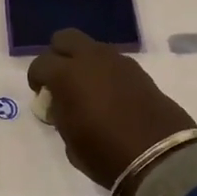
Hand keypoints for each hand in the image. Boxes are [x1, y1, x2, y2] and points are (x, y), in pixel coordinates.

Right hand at [27, 29, 196, 195]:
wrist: (160, 158)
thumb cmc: (106, 154)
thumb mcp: (70, 141)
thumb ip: (60, 115)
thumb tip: (60, 104)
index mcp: (67, 75)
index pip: (40, 64)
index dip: (36, 78)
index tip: (41, 95)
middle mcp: (91, 59)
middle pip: (65, 38)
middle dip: (58, 55)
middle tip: (60, 80)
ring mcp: (118, 62)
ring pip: (92, 47)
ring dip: (84, 62)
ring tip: (87, 89)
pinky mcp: (139, 71)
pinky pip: (113, 61)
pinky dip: (105, 71)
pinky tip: (109, 95)